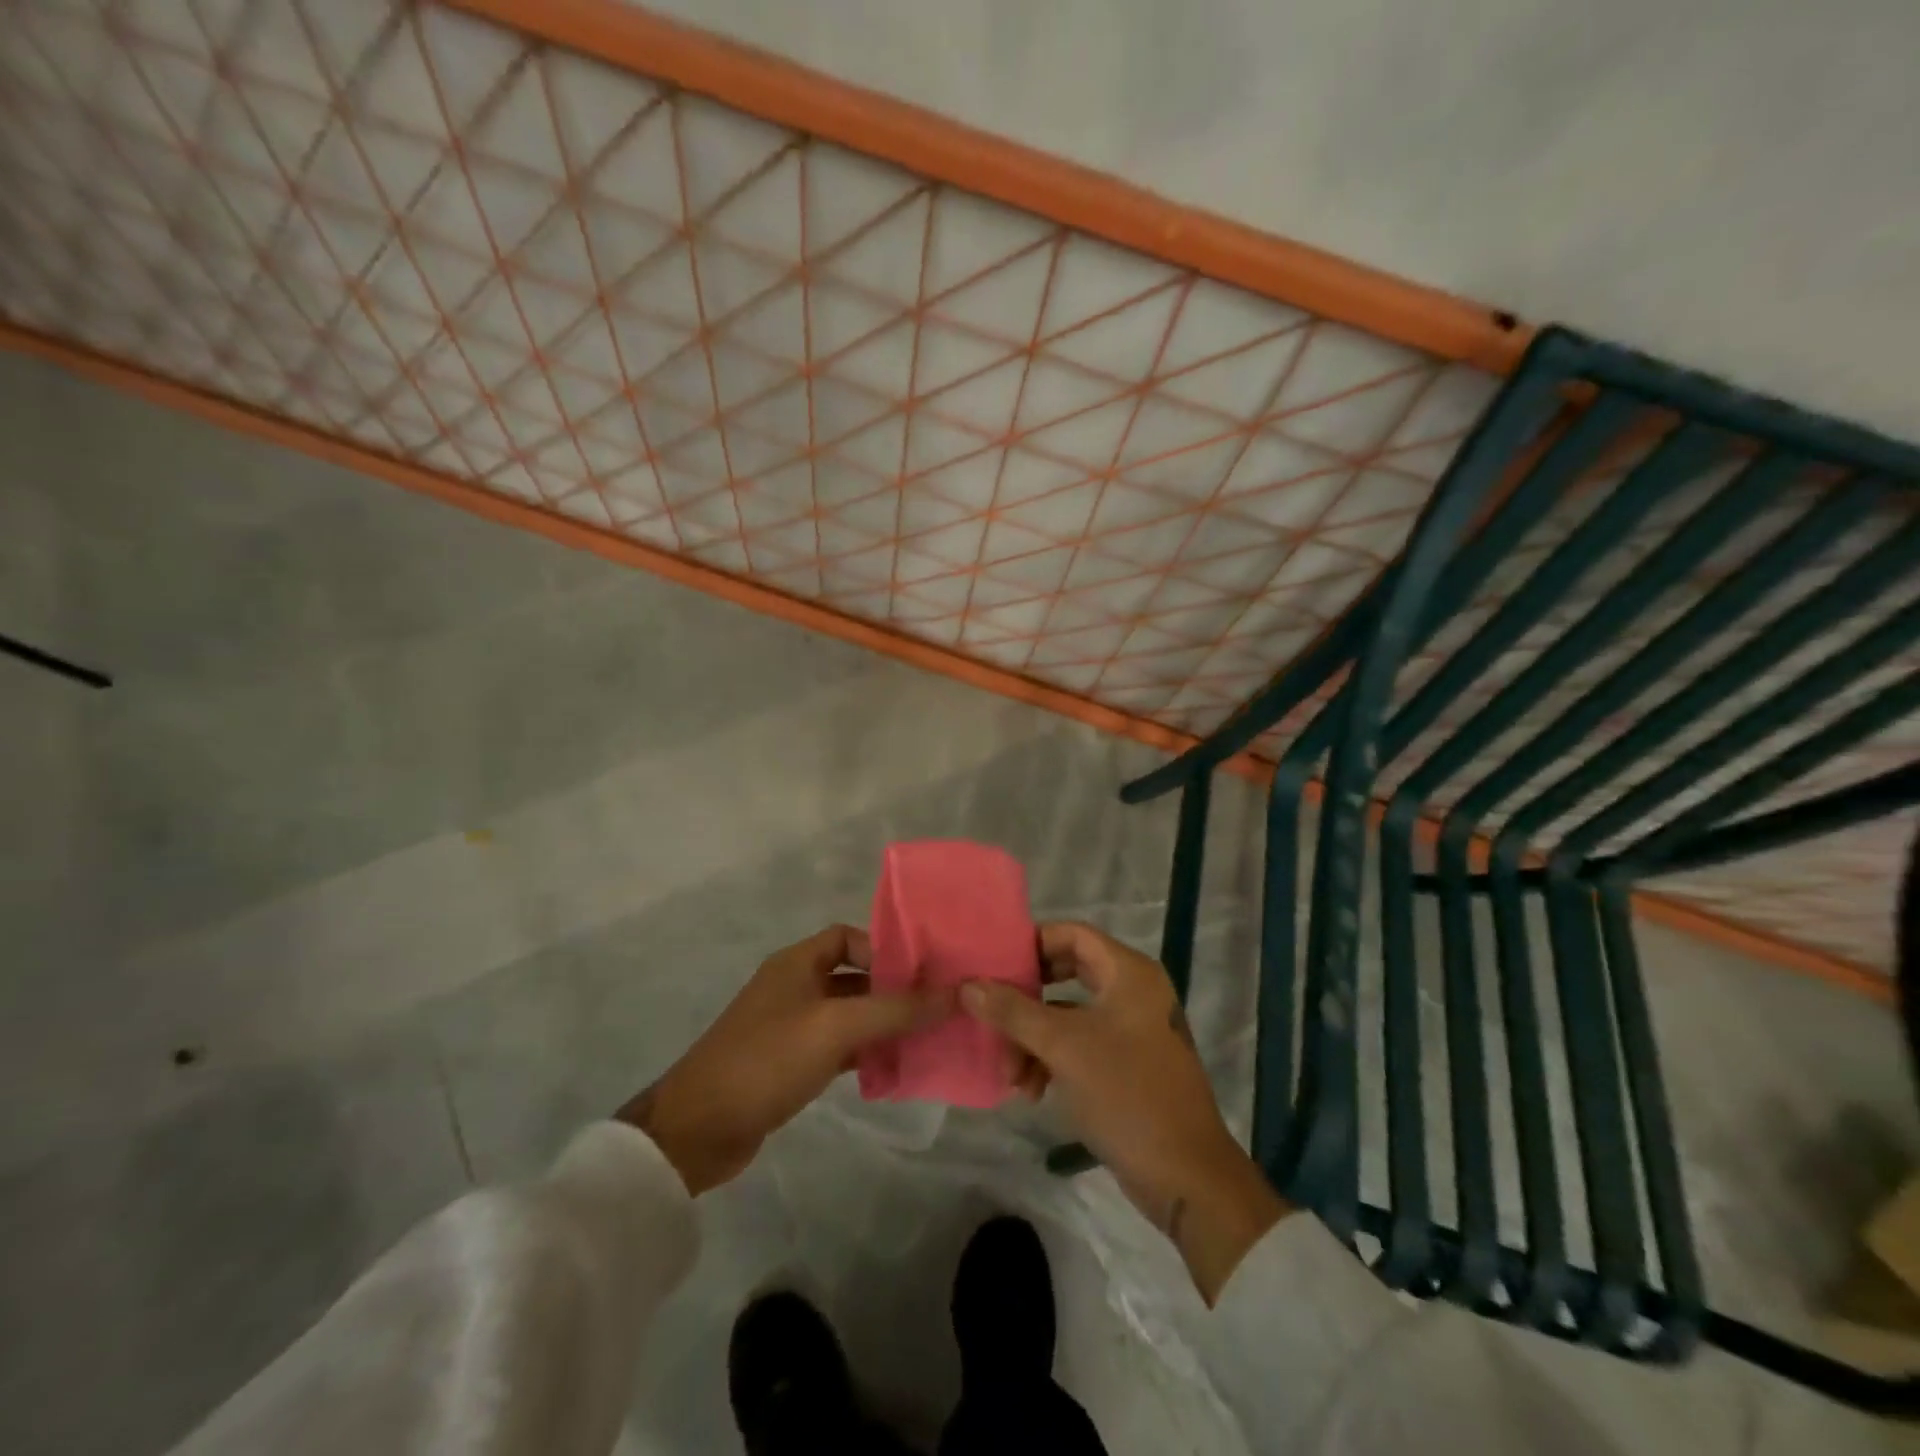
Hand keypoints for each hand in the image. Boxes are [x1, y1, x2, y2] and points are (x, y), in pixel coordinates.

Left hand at [619, 925, 946, 1194]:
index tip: (921, 973)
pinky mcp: (789, 1064)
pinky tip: (892, 1069)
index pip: (848, 937)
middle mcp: (793, 987)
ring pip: (848, 1015)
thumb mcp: (836, 1027)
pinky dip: (864, 1054)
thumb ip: (896, 1009)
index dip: (884, 949)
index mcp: (797, 963)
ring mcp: (790, 1028)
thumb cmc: (767, 1060)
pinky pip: (838, 1048)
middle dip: (892, 991)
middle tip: (936, 1008)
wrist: (697, 1130)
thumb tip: (954, 993)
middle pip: (853, 977)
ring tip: (926, 1039)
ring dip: (882, 1025)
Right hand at [961, 921, 1289, 1303]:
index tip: (994, 965)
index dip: (1032, 944)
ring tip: (1012, 1077)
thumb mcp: (1063, 1047)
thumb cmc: (1126, 1093)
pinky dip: (1053, 1060)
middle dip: (1026, 1001)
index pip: (1072, 934)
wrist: (1185, 1176)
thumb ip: (1013, 1011)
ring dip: (1034, 1040)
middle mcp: (1133, 992)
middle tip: (994, 1014)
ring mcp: (1132, 1029)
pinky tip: (1031, 1091)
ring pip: (1068, 1016)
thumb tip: (968, 984)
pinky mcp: (1128, 1064)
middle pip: (1066, 975)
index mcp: (1129, 973)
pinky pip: (1080, 1045)